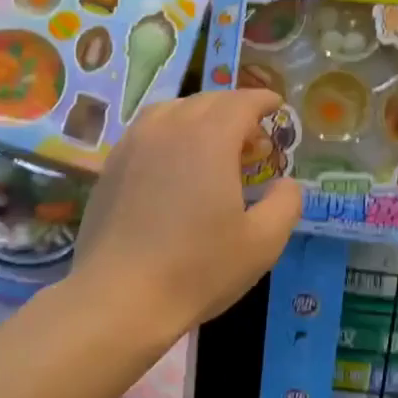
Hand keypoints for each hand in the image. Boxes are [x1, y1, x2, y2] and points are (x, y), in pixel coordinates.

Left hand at [72, 89, 301, 331]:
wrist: (120, 297)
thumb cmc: (198, 270)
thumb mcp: (262, 243)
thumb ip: (285, 204)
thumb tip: (287, 183)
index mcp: (209, 139)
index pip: (240, 102)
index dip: (263, 100)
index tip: (277, 106)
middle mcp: (168, 129)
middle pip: (206, 101)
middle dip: (234, 110)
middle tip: (252, 139)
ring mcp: (133, 145)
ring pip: (171, 111)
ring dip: (198, 117)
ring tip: (212, 144)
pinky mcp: (110, 167)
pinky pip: (146, 132)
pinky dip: (168, 133)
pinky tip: (173, 163)